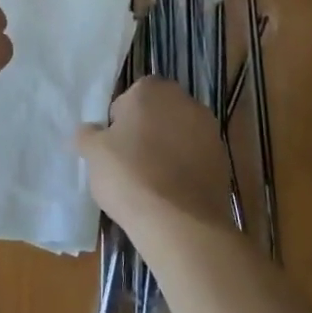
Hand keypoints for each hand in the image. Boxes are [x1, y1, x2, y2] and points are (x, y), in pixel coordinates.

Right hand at [76, 78, 234, 234]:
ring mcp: (208, 130)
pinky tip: (173, 193)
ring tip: (152, 181)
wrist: (181, 223)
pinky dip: (185, 168)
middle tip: (129, 163)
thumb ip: (88, 135)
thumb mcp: (93, 153)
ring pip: (178, 135)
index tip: (113, 148)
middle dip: (145, 131)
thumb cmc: (130, 176)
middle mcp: (184, 100)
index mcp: (151, 89)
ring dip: (167, 149)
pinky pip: (195, 157)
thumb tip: (89, 131)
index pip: (128, 99)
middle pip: (156, 113)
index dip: (118, 123)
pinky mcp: (223, 159)